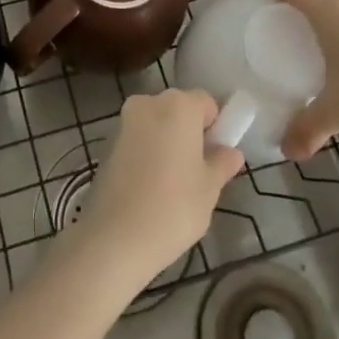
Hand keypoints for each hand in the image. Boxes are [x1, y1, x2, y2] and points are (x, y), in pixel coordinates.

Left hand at [74, 89, 244, 282]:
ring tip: (173, 184)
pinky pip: (137, 139)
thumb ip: (222, 163)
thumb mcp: (209, 188)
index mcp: (178, 105)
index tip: (217, 156)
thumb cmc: (174, 207)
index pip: (206, 102)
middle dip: (190, 132)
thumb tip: (231, 152)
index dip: (216, 126)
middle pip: (179, 109)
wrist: (115, 236)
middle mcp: (148, 103)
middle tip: (198, 171)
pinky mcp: (106, 142)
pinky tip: (149, 186)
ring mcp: (124, 121)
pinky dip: (147, 152)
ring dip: (167, 142)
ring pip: (156, 124)